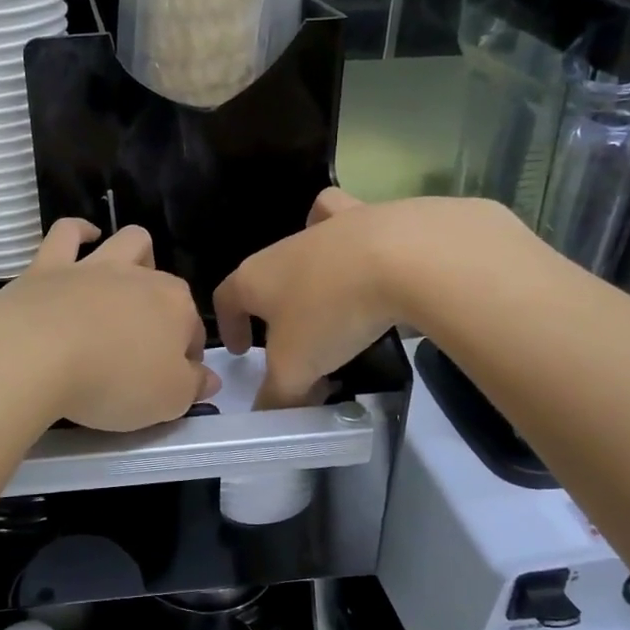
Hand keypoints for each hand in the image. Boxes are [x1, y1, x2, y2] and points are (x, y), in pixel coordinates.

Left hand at [0, 220, 218, 431]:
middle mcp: (140, 278)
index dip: (187, 355)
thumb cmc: (114, 381)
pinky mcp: (49, 266)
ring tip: (127, 279)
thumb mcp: (167, 400)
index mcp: (175, 308)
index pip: (192, 330)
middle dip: (165, 305)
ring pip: (128, 242)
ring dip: (135, 255)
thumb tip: (209, 378)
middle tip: (146, 340)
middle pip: (165, 283)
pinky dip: (79, 232)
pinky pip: (68, 233)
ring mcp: (94, 267)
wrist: (37, 354)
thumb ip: (192, 387)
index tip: (173, 380)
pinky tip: (83, 237)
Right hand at [215, 189, 517, 406]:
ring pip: (304, 237)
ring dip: (308, 264)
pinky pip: (350, 220)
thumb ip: (278, 395)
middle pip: (266, 273)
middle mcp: (285, 246)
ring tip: (328, 291)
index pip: (226, 298)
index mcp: (256, 278)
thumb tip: (268, 414)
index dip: (229, 326)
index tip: (241, 350)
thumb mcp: (297, 368)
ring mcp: (328, 226)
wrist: (403, 257)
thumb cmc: (331, 313)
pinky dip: (352, 235)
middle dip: (271, 304)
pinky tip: (369, 255)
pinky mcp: (373, 215)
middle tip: (290, 337)